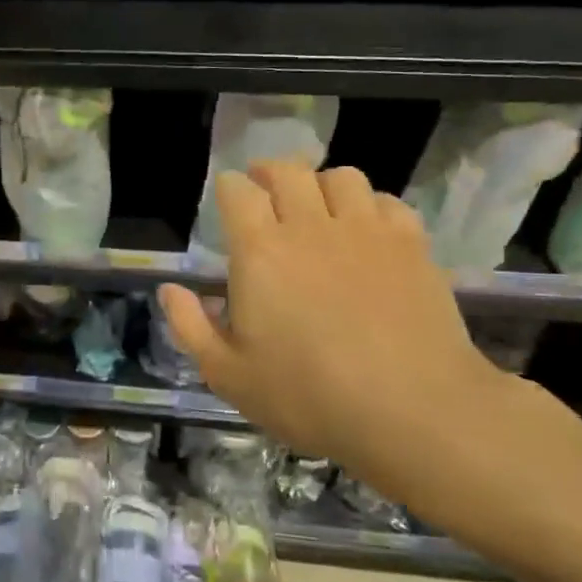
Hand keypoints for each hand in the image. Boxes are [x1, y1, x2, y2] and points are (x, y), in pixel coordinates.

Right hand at [158, 162, 537, 514]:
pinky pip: (386, 201)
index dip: (230, 188)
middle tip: (266, 191)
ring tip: (318, 206)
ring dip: (322, 184)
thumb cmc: (308, 396)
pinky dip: (370, 205)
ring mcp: (366, 231)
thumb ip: (190, 327)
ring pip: (341, 177)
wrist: (412, 411)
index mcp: (260, 251)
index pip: (239, 191)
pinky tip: (367, 230)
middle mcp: (310, 226)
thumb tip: (169, 290)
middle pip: (288, 171)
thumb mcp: (228, 374)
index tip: (229, 199)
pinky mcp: (411, 245)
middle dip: (270, 172)